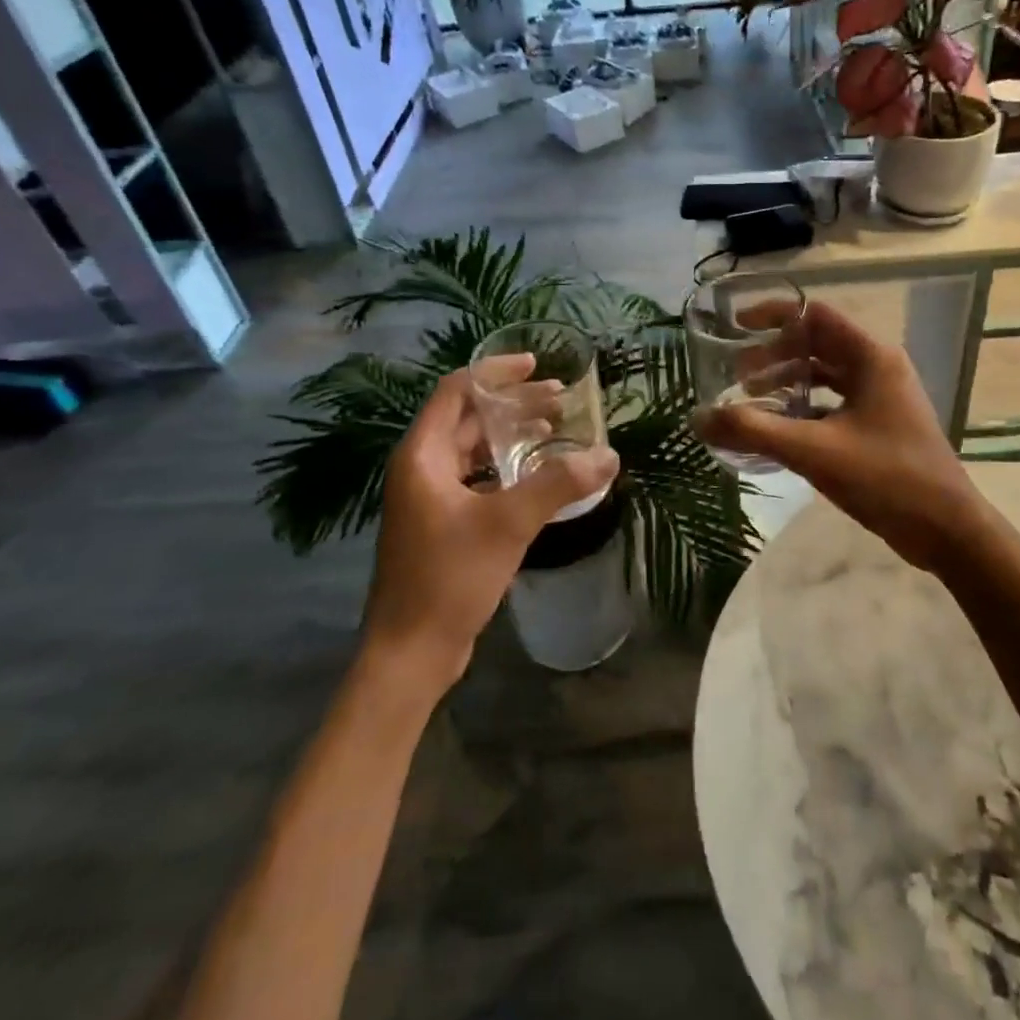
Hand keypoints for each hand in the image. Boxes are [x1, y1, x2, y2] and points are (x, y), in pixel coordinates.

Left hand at [367, 363, 617, 690]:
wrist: (411, 653)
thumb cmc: (450, 577)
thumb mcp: (508, 524)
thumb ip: (558, 484)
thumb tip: (608, 456)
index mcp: (423, 455)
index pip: (457, 390)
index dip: (496, 372)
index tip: (537, 366)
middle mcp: (421, 468)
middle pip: (468, 417)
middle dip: (514, 404)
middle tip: (560, 400)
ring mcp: (430, 497)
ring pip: (474, 449)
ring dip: (512, 436)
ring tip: (555, 431)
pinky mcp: (442, 523)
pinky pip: (477, 478)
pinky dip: (507, 467)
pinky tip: (539, 476)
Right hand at [694, 299, 990, 574]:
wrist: (947, 530)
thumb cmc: (886, 478)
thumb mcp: (814, 451)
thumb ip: (754, 431)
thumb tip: (699, 418)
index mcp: (870, 356)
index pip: (815, 314)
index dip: (773, 315)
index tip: (736, 327)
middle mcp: (878, 366)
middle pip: (816, 343)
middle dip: (773, 355)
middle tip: (737, 378)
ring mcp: (882, 396)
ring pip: (825, 374)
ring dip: (788, 382)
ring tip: (751, 401)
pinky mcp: (880, 423)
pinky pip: (834, 401)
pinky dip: (804, 407)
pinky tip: (779, 429)